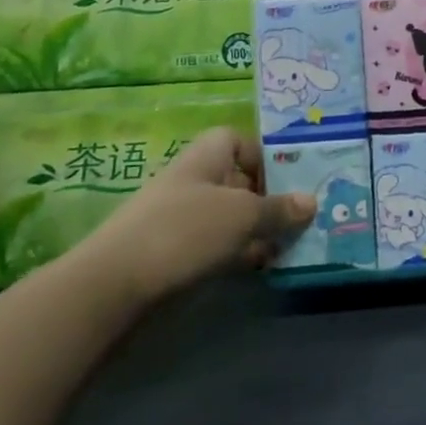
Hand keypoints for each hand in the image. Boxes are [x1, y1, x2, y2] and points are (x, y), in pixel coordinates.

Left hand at [77, 128, 313, 305]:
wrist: (115, 283)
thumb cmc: (185, 230)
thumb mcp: (242, 215)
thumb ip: (278, 209)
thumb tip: (311, 202)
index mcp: (207, 156)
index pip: (239, 141)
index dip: (266, 155)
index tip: (291, 179)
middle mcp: (195, 180)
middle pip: (240, 180)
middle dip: (271, 198)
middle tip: (305, 218)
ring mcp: (183, 218)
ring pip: (232, 216)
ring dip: (260, 229)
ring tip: (292, 246)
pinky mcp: (176, 253)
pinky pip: (218, 245)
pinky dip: (241, 253)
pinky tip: (262, 268)